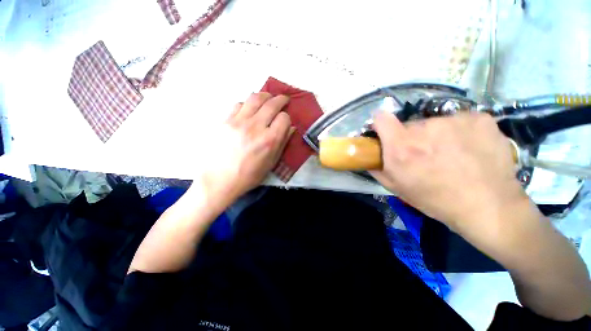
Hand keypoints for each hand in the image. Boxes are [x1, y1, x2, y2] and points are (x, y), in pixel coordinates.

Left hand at [196, 92, 291, 206]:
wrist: (219, 180)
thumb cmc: (249, 176)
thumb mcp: (271, 163)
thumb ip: (282, 143)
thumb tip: (291, 128)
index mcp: (269, 140)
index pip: (284, 118)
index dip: (287, 118)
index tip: (285, 121)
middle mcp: (256, 127)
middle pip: (272, 104)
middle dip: (280, 99)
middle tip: (283, 99)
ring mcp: (239, 122)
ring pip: (255, 98)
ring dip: (265, 96)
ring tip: (268, 98)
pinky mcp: (225, 121)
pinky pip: (239, 104)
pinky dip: (247, 104)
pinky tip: (249, 109)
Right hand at [371, 111, 529, 233]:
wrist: (488, 206)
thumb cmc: (435, 200)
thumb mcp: (396, 187)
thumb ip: (376, 168)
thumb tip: (366, 157)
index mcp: (401, 146)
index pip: (381, 118)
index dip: (381, 123)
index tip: (385, 131)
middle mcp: (425, 129)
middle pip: (410, 125)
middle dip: (412, 137)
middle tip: (424, 155)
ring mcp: (454, 121)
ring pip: (435, 123)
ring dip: (436, 135)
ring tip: (450, 154)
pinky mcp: (479, 118)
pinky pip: (459, 121)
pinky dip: (460, 132)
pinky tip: (469, 149)